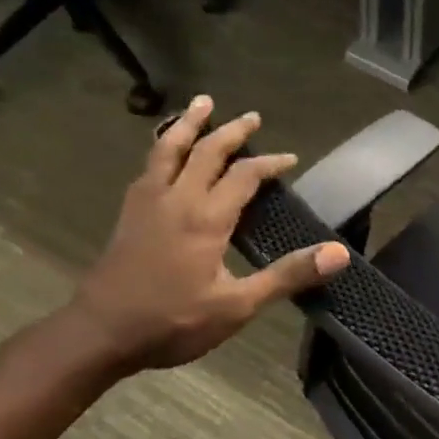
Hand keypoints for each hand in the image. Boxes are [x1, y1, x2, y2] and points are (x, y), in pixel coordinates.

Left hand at [71, 97, 349, 373]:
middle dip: (233, 132)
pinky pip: (149, 165)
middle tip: (252, 117)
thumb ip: (286, 276)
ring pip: (169, 149)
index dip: (270, 163)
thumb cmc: (173, 322)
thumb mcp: (237, 306)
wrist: (100, 334)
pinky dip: (163, 147)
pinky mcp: (128, 213)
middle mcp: (177, 199)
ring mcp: (147, 203)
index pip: (245, 175)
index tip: (290, 159)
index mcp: (206, 218)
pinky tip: (165, 152)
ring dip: (189, 124)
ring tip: (201, 103)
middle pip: (207, 151)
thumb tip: (338, 253)